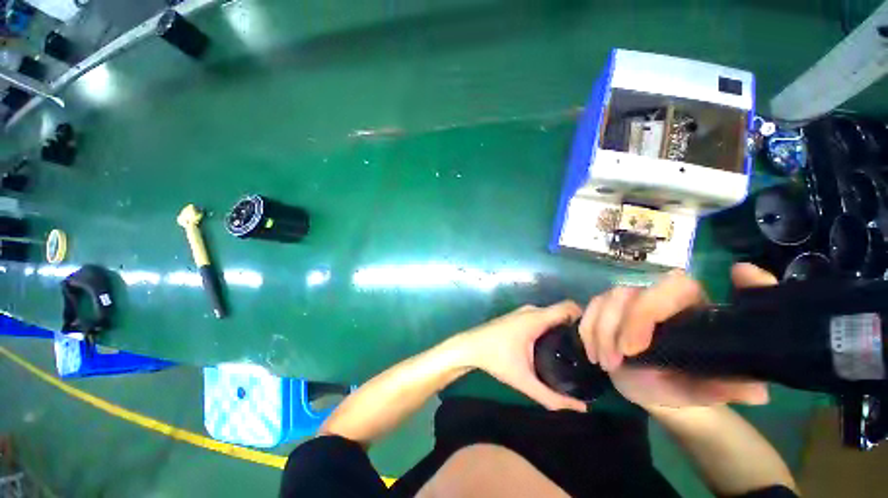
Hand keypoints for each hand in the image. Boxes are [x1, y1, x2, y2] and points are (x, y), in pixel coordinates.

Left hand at [461, 302, 587, 412]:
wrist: (470, 346)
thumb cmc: (495, 359)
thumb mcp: (525, 380)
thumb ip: (552, 398)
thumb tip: (582, 409)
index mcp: (536, 318)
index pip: (568, 307)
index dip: (585, 318)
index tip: (596, 338)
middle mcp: (532, 310)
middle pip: (562, 312)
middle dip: (577, 327)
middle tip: (590, 349)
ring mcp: (523, 312)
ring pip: (552, 315)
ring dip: (564, 328)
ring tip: (576, 350)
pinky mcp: (518, 317)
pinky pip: (542, 317)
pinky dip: (553, 327)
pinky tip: (555, 346)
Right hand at [578, 263, 775, 408]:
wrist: (658, 387)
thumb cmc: (688, 384)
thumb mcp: (709, 391)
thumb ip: (732, 389)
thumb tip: (758, 392)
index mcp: (692, 304)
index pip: (672, 287)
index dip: (647, 311)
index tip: (634, 349)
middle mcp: (657, 295)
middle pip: (627, 293)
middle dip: (615, 326)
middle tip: (613, 363)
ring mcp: (628, 300)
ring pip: (603, 300)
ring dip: (598, 332)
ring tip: (604, 364)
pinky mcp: (607, 308)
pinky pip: (588, 309)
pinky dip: (586, 330)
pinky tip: (593, 353)